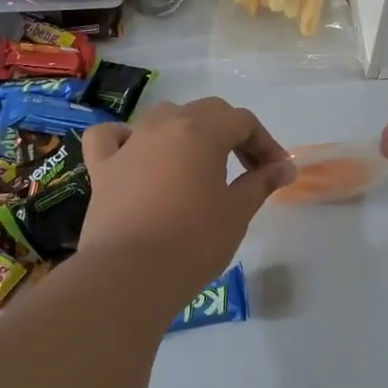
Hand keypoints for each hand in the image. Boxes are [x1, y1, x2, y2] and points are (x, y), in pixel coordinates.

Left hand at [78, 98, 295, 303]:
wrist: (128, 276)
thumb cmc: (193, 242)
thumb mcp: (237, 211)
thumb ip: (261, 182)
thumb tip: (285, 167)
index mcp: (202, 131)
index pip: (243, 122)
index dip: (265, 143)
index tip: (276, 171)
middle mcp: (164, 126)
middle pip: (207, 111)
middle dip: (232, 133)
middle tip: (248, 168)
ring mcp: (130, 144)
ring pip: (164, 117)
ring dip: (188, 131)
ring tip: (200, 163)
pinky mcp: (103, 168)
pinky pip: (111, 137)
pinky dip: (126, 138)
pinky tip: (137, 154)